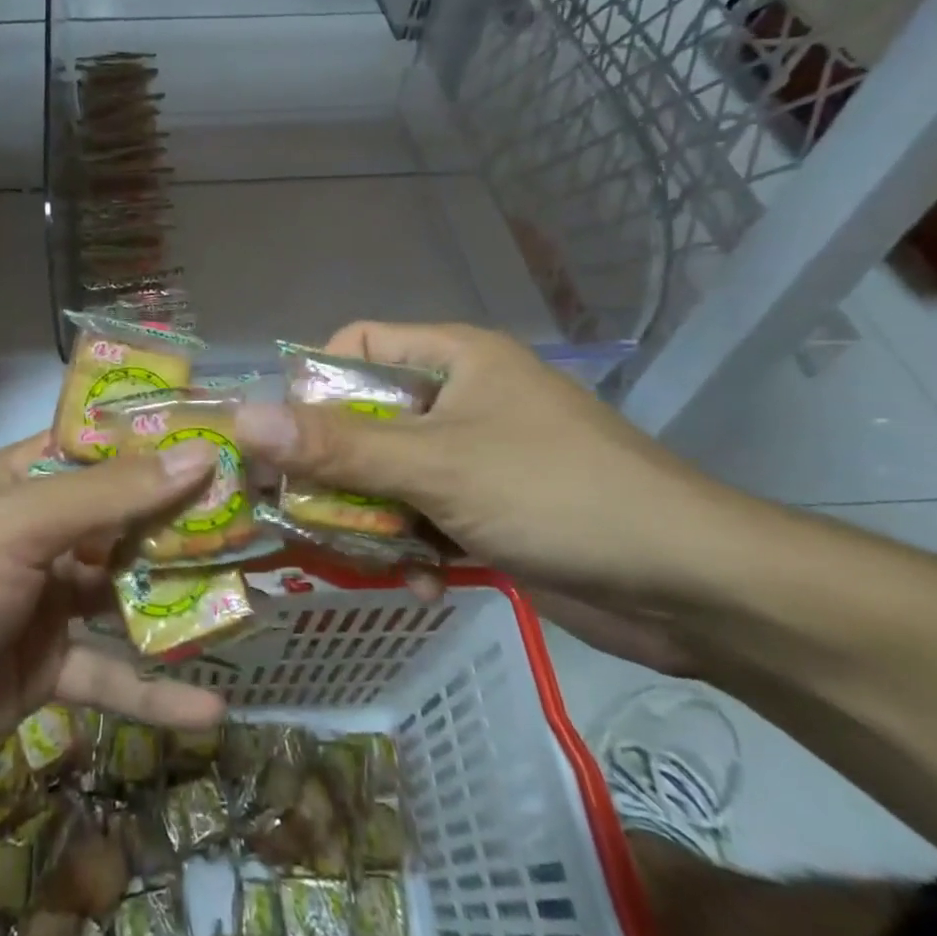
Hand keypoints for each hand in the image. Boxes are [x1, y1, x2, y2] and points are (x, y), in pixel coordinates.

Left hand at [0, 435, 225, 825]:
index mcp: (21, 483)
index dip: (159, 438)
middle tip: (260, 520)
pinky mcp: (39, 674)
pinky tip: (211, 713)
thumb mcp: (16, 529)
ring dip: (179, 602)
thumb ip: (109, 497)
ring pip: (124, 596)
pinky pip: (107, 678)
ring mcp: (40, 605)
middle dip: (184, 522)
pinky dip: (153, 695)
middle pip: (123, 520)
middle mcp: (36, 536)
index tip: (227, 437)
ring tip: (253, 601)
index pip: (101, 445)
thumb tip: (198, 455)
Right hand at [232, 322, 747, 675]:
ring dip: (368, 518)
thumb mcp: (436, 466)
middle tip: (296, 513)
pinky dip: (411, 547)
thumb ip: (336, 446)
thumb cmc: (556, 495)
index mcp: (452, 358)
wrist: (694, 589)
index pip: (355, 346)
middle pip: (363, 418)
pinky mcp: (488, 509)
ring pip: (387, 474)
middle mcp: (459, 398)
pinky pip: (421, 514)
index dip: (312, 387)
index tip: (286, 441)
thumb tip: (242, 420)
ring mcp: (474, 456)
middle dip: (333, 469)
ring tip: (358, 558)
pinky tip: (420, 584)